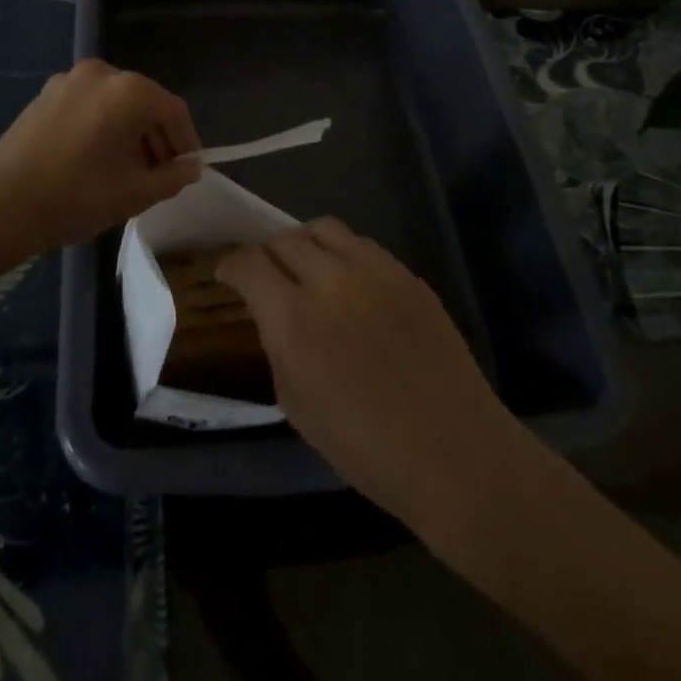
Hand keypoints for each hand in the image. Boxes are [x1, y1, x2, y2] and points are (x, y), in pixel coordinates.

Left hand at [0, 59, 201, 250]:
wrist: (1, 206)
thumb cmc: (78, 196)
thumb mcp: (135, 193)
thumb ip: (173, 176)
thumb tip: (191, 167)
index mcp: (129, 91)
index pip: (173, 110)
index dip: (186, 140)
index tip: (187, 168)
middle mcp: (102, 73)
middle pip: (144, 102)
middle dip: (156, 136)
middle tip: (160, 172)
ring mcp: (69, 80)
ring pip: (115, 102)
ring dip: (129, 131)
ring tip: (128, 169)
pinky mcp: (45, 94)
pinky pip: (88, 104)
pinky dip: (102, 124)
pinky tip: (95, 158)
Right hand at [217, 219, 520, 529]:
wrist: (453, 452)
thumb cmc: (366, 449)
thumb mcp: (297, 406)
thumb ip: (277, 346)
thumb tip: (275, 316)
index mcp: (294, 319)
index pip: (249, 263)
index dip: (231, 264)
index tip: (227, 273)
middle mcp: (330, 280)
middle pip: (284, 239)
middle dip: (267, 254)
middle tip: (268, 275)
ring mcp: (373, 270)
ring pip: (324, 229)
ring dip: (305, 244)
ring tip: (308, 267)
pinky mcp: (406, 272)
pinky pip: (362, 245)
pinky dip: (344, 254)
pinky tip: (350, 282)